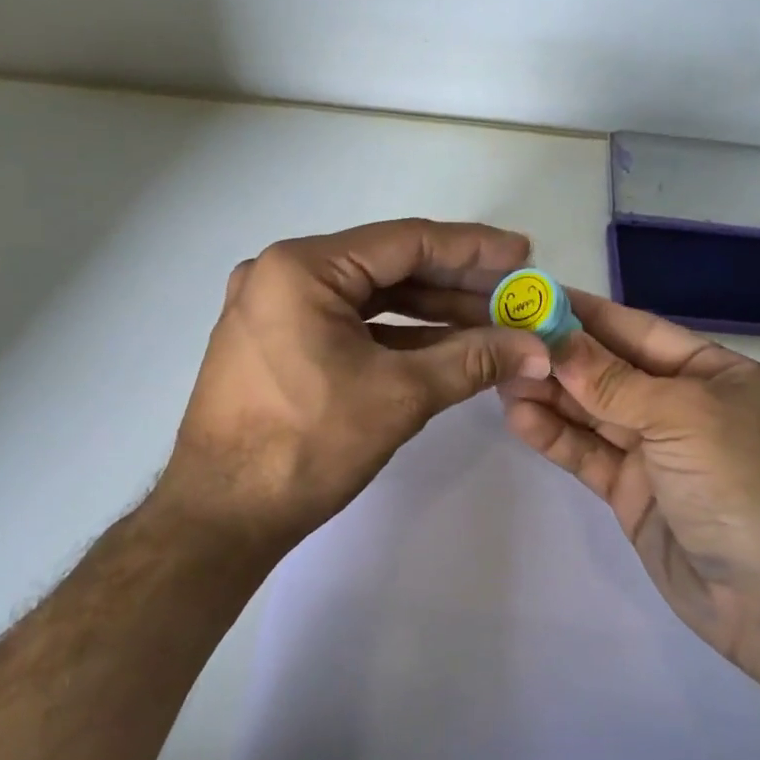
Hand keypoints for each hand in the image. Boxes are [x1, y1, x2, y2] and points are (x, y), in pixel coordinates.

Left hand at [157, 219, 553, 561]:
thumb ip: (472, 361)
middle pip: (387, 267)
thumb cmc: (305, 446)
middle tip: (514, 294)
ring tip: (492, 322)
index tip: (524, 255)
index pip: (405, 242)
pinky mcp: (275, 341)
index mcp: (301, 268)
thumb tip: (538, 348)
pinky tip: (444, 345)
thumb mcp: (399, 396)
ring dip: (430, 312)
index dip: (473, 248)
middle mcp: (281, 273)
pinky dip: (395, 335)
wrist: (221, 517)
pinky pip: (347, 324)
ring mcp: (273, 308)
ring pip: (368, 298)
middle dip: (456, 284)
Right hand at [500, 291, 759, 671]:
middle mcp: (684, 407)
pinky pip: (589, 455)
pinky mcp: (634, 494)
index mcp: (713, 374)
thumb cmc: (744, 483)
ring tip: (500, 378)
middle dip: (560, 356)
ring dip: (550, 395)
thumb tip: (557, 341)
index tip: (534, 297)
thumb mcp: (682, 416)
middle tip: (502, 340)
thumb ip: (613, 381)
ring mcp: (658, 453)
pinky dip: (556, 438)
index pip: (638, 331)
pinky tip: (519, 419)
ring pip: (593, 414)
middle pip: (610, 371)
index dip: (586, 313)